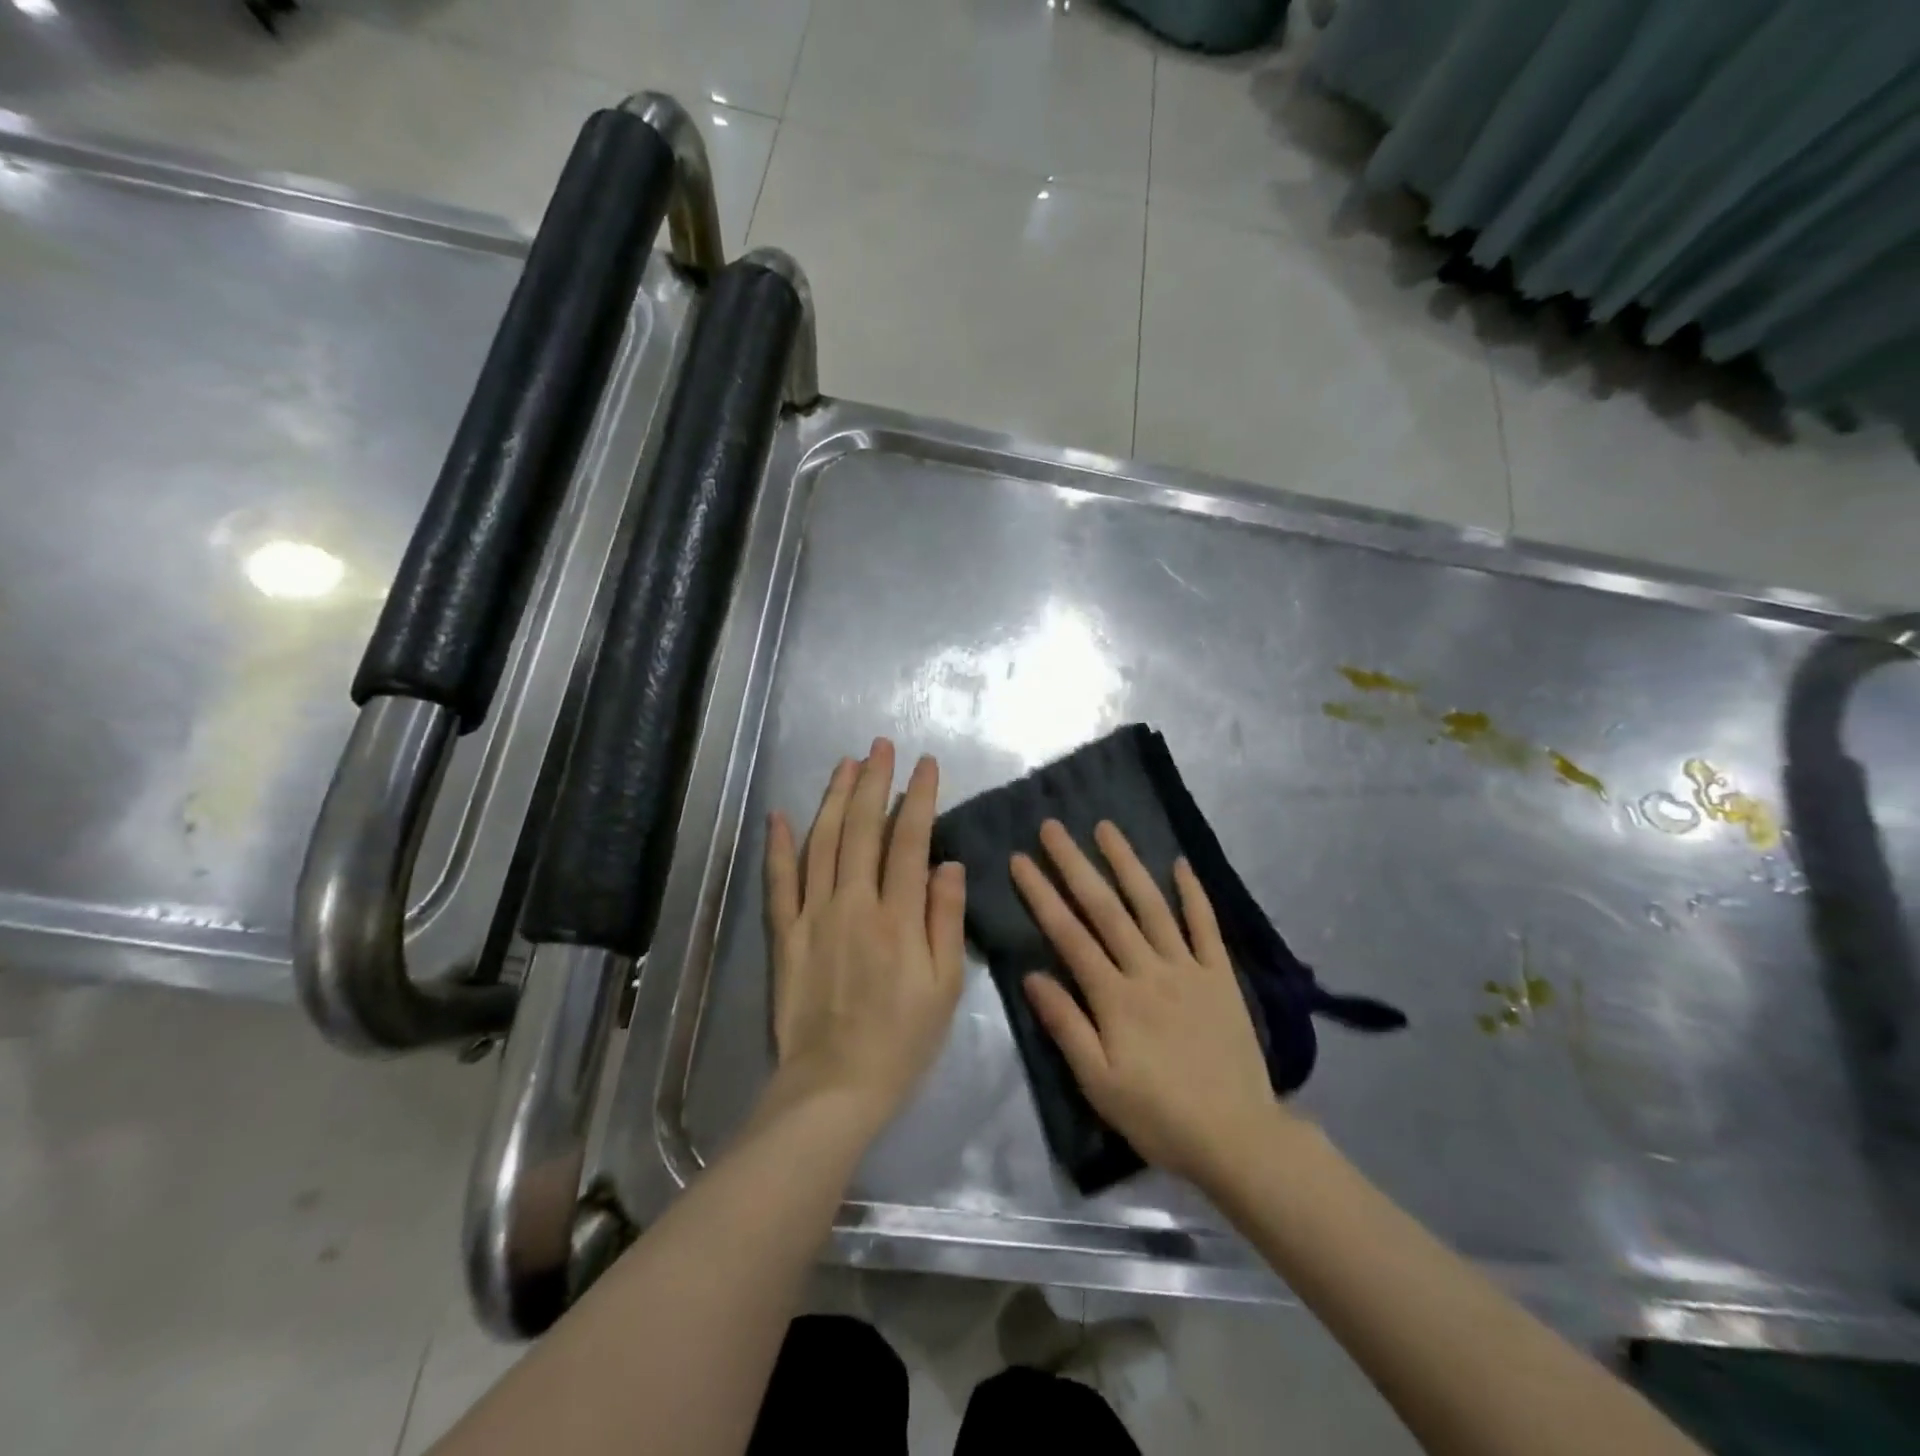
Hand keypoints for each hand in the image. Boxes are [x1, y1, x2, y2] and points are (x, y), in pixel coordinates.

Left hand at [763, 739, 966, 1133]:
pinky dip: (778, 846)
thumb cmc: (902, 1040)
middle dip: (873, 782)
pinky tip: (781, 815)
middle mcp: (853, 904)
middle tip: (880, 747)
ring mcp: (813, 916)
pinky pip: (779, 882)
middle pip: (861, 829)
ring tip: (845, 764)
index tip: (926, 765)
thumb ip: (945, 919)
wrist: (834, 1087)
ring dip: (833, 799)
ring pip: (821, 843)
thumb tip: (948, 862)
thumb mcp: (945, 987)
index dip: (918, 797)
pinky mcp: (784, 935)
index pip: (909, 840)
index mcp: (897, 917)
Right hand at [1011, 819, 1286, 1187]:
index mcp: (1114, 996)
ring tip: (1106, 828)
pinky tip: (1180, 863)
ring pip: (1152, 905)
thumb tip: (1032, 975)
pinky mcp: (1220, 975)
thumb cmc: (1158, 1114)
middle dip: (1075, 864)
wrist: (1237, 1137)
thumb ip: (1065, 1025)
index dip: (1041, 894)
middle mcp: (1148, 969)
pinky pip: (1205, 926)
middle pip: (1105, 908)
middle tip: (1053, 827)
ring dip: (1128, 863)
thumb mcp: (1098, 1082)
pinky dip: (1193, 893)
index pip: (1069, 934)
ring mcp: (1188, 967)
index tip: (1020, 859)